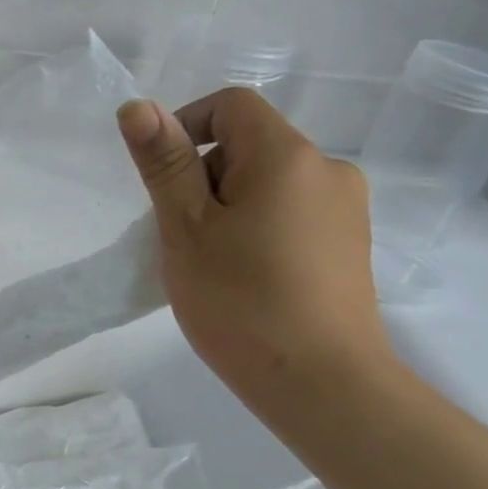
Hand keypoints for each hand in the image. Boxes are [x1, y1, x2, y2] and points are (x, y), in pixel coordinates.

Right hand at [117, 89, 390, 408]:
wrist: (321, 382)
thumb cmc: (240, 302)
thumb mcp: (186, 229)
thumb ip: (164, 165)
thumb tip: (137, 106)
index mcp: (287, 156)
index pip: (231, 106)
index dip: (185, 128)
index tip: (162, 184)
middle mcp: (328, 169)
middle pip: (250, 146)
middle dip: (205, 179)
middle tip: (182, 239)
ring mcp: (347, 209)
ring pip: (269, 185)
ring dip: (229, 208)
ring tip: (211, 266)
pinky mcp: (350, 245)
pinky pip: (292, 215)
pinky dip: (259, 230)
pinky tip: (247, 280)